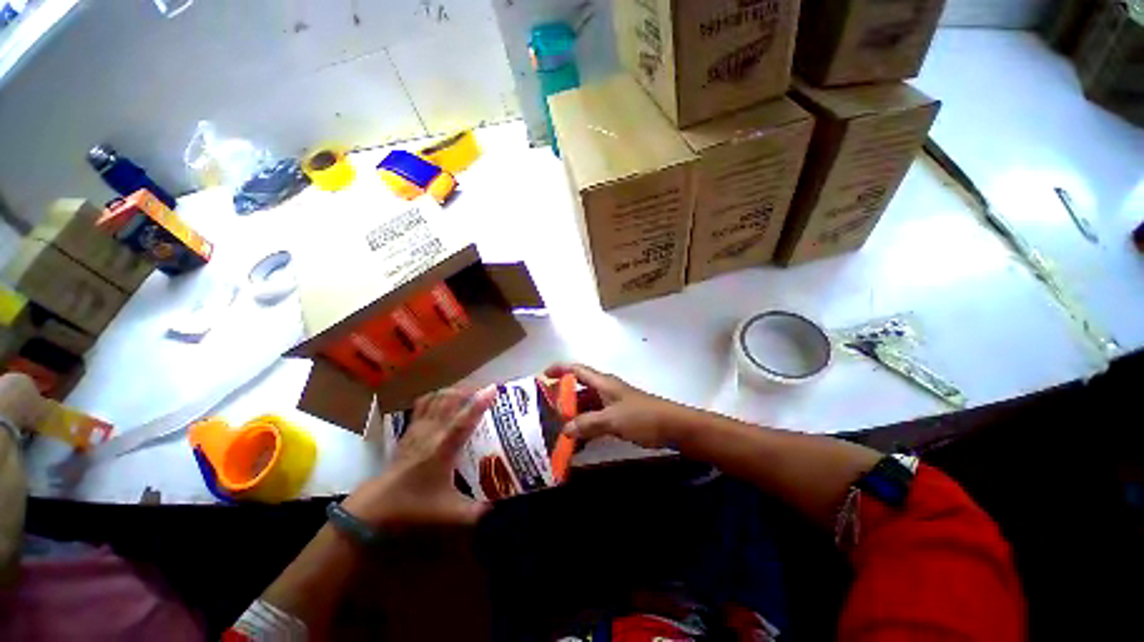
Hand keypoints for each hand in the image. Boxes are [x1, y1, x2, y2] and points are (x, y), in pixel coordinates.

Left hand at [342, 386, 496, 530]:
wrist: (375, 508)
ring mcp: (418, 429)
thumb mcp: (449, 513)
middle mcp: (431, 433)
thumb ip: (476, 511)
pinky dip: (438, 396)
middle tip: (485, 391)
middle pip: (449, 400)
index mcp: (442, 449)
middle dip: (469, 390)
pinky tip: (446, 400)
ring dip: (454, 391)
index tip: (493, 388)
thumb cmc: (413, 507)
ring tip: (469, 393)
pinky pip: (424, 404)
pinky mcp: (409, 430)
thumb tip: (497, 505)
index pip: (463, 421)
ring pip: (436, 398)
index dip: (479, 403)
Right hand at [544, 363, 689, 449]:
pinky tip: (578, 441)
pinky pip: (596, 419)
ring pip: (586, 406)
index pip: (577, 369)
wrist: (674, 427)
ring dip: (573, 415)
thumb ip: (588, 423)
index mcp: (603, 383)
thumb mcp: (613, 419)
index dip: (560, 369)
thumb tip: (564, 429)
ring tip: (556, 429)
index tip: (543, 376)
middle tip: (544, 411)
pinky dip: (586, 427)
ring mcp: (612, 404)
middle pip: (579, 389)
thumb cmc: (643, 417)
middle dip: (562, 398)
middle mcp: (605, 390)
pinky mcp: (619, 418)